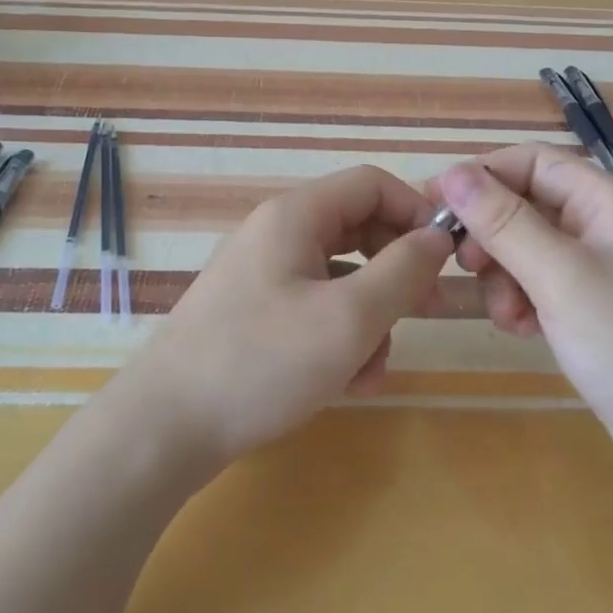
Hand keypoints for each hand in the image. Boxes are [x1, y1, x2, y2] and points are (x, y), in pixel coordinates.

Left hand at [124, 166, 453, 466]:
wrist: (165, 429)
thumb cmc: (262, 362)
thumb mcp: (349, 318)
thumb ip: (403, 270)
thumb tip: (438, 237)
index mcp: (295, 215)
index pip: (372, 184)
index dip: (416, 210)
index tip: (447, 256)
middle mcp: (277, 234)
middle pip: (358, 230)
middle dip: (397, 272)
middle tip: (428, 311)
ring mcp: (262, 276)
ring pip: (340, 278)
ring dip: (369, 318)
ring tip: (374, 368)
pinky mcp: (254, 315)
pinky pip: (314, 309)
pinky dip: (338, 338)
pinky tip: (346, 383)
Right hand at [432, 145, 612, 480]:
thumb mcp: (560, 276)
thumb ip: (504, 222)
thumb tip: (451, 173)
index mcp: (608, 203)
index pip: (534, 162)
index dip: (484, 175)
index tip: (436, 205)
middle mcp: (604, 228)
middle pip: (527, 205)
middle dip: (492, 234)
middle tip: (466, 266)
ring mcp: (600, 272)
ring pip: (527, 250)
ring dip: (504, 276)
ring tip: (507, 316)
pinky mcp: (593, 311)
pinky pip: (540, 286)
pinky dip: (521, 302)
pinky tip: (523, 332)